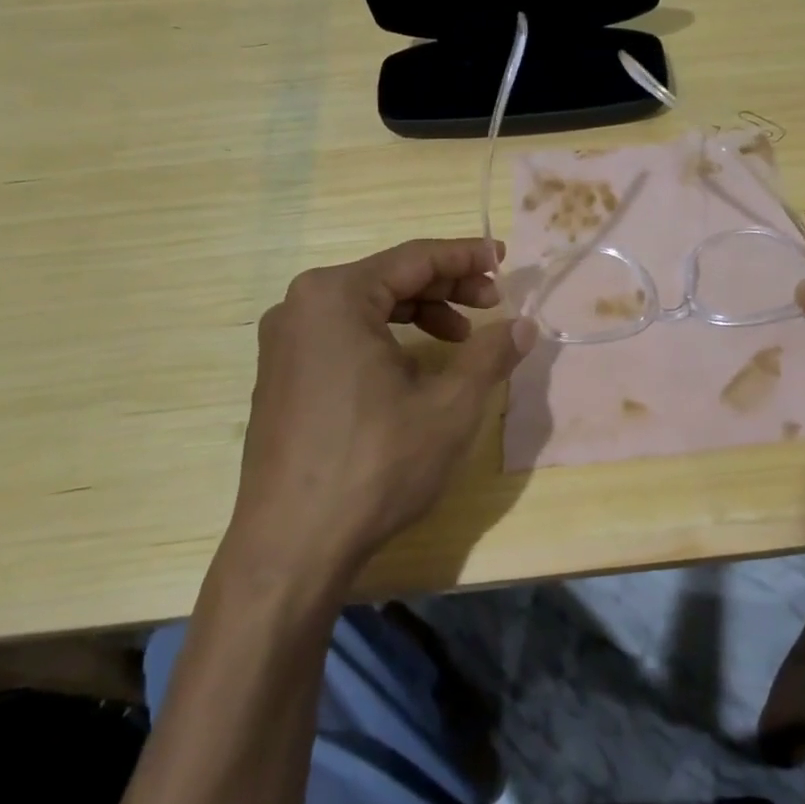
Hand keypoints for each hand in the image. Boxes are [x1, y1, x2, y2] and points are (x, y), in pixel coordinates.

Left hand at [225, 238, 536, 580]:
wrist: (292, 545)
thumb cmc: (376, 464)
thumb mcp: (450, 406)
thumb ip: (490, 354)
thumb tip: (524, 325)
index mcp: (336, 297)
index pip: (414, 259)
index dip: (467, 258)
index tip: (505, 260)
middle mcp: (300, 306)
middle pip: (389, 278)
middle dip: (446, 288)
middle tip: (492, 304)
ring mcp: (283, 343)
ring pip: (366, 307)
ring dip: (420, 314)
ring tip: (460, 340)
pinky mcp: (280, 377)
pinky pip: (342, 335)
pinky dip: (387, 338)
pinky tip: (416, 368)